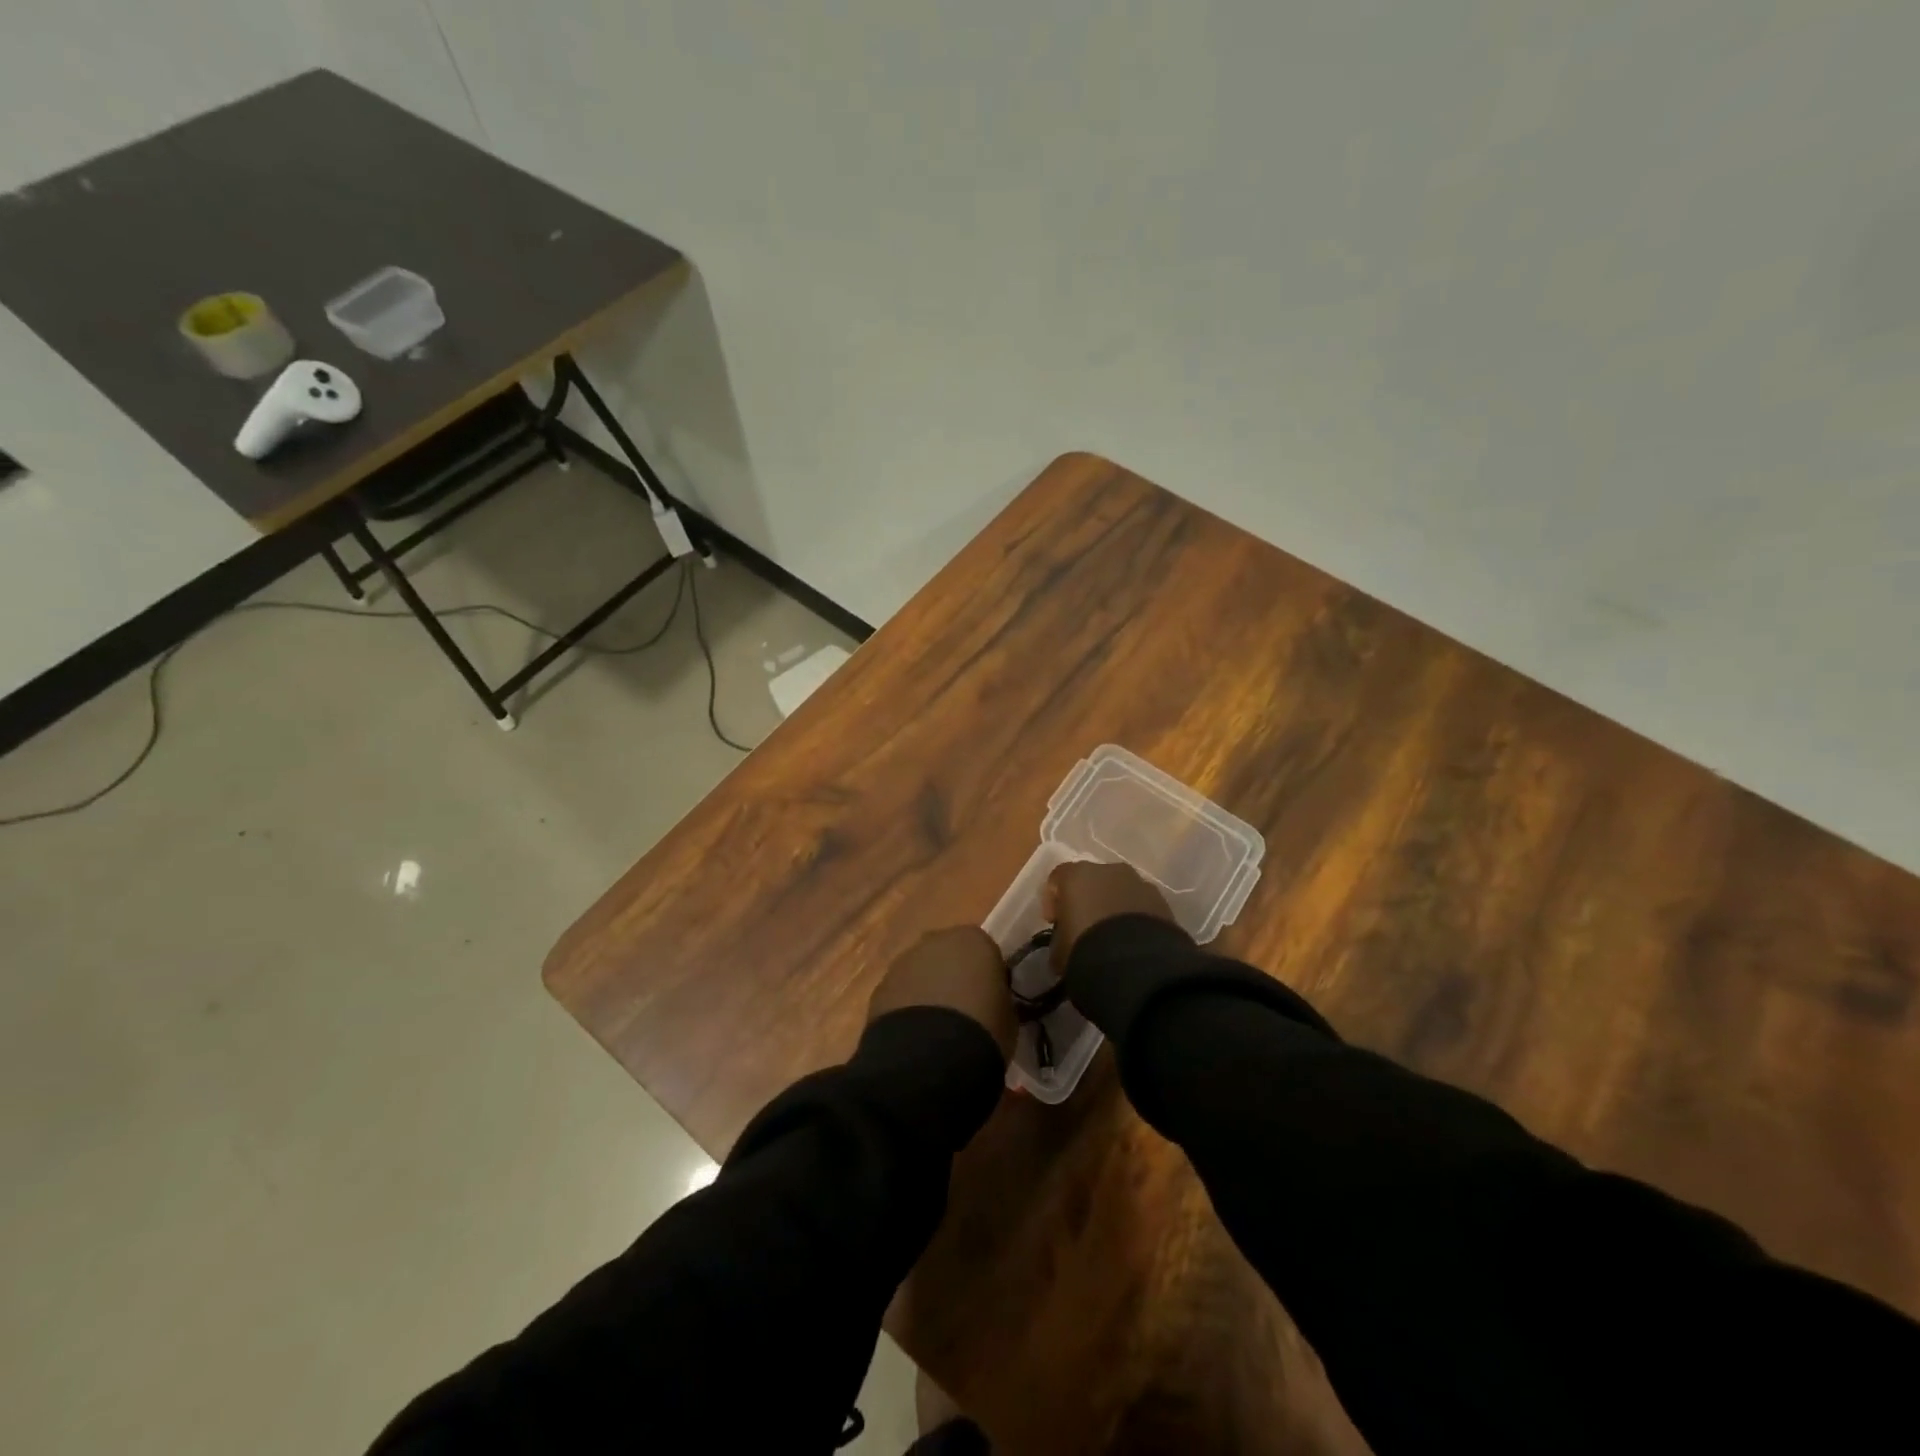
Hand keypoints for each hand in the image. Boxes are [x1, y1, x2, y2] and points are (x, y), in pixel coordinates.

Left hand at [868, 926, 1017, 1061]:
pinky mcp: (880, 986)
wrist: (930, 1056)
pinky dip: (908, 1009)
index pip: (986, 952)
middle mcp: (936, 940)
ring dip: (928, 991)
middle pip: (949, 955)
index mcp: (974, 939)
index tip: (991, 1001)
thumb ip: (999, 998)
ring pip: (921, 972)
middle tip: (963, 1011)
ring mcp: (904, 961)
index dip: (988, 977)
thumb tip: (992, 1003)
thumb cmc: (983, 1030)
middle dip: (954, 977)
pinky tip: (915, 1037)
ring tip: (936, 1030)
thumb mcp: (1009, 1015)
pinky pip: (901, 994)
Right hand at [1044, 860, 1173, 968]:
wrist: (1136, 964)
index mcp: (1076, 875)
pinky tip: (1133, 942)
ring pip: (1119, 890)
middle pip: (1091, 880)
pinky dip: (1135, 918)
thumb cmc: (1085, 949)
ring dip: (1113, 907)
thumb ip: (1060, 939)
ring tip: (1113, 937)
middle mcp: (1108, 870)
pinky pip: (1141, 905)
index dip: (1053, 900)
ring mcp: (1138, 882)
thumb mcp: (1059, 951)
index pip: (1057, 878)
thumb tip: (1064, 944)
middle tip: (1084, 927)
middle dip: (1087, 900)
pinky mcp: (1162, 901)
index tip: (1054, 923)